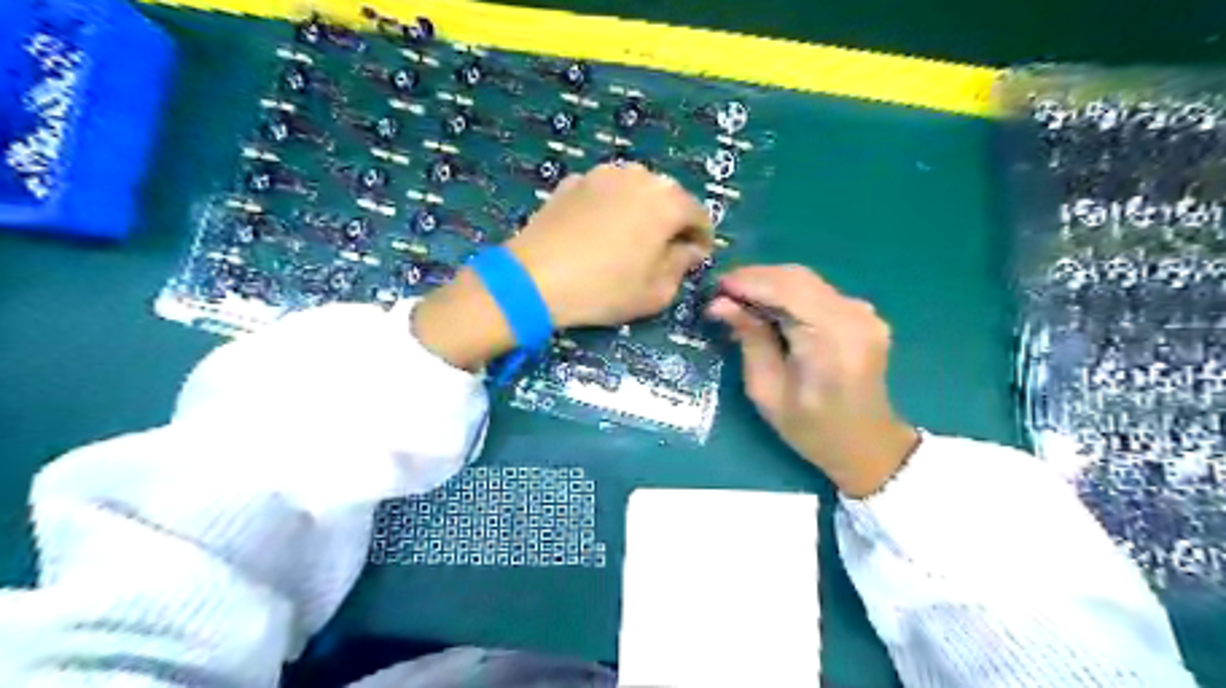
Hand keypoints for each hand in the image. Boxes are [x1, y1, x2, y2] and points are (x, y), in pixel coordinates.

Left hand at [507, 165, 714, 330]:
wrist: (533, 279)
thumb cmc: (604, 290)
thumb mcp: (656, 292)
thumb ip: (681, 266)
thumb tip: (689, 250)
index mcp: (668, 202)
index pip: (699, 215)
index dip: (702, 239)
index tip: (696, 259)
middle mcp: (640, 176)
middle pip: (668, 198)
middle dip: (672, 223)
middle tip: (663, 252)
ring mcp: (603, 174)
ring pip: (636, 191)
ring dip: (641, 211)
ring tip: (630, 240)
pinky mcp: (573, 181)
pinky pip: (605, 193)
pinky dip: (610, 208)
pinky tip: (598, 233)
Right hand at [704, 267, 914, 496]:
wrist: (866, 444)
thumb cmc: (811, 430)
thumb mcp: (767, 392)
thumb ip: (749, 340)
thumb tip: (720, 304)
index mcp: (832, 342)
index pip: (787, 291)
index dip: (749, 282)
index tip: (715, 287)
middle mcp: (854, 318)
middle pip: (798, 278)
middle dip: (756, 278)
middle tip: (721, 293)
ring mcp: (864, 312)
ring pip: (806, 280)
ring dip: (769, 284)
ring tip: (737, 299)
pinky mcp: (863, 314)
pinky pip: (817, 292)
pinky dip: (787, 293)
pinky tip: (767, 308)